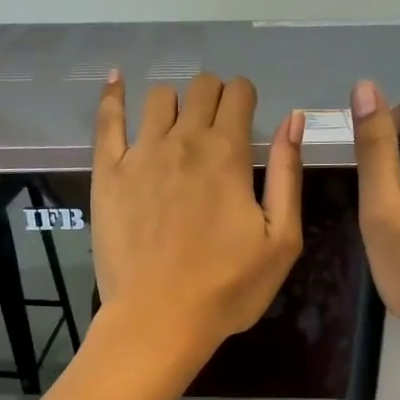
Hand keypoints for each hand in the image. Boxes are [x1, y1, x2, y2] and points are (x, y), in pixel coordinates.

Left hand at [92, 72, 303, 366]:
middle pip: (200, 88)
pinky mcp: (107, 173)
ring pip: (158, 98)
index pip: (239, 94)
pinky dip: (112, 95)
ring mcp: (140, 154)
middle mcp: (184, 140)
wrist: (159, 319)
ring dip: (174, 102)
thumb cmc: (228, 288)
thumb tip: (293, 119)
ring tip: (176, 127)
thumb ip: (288, 175)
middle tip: (216, 126)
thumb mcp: (281, 239)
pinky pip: (106, 119)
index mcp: (228, 154)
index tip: (245, 121)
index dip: (246, 100)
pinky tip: (116, 80)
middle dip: (214, 96)